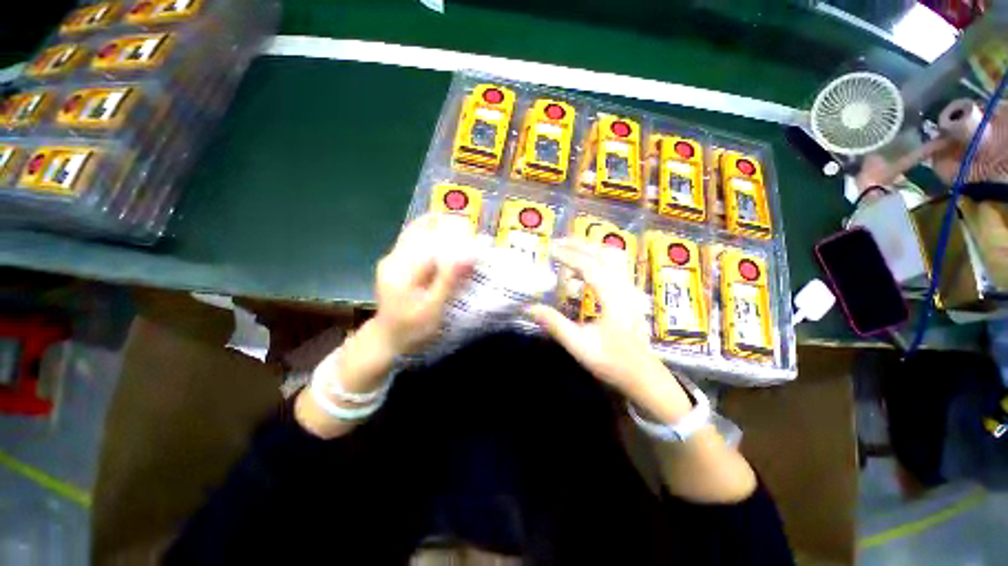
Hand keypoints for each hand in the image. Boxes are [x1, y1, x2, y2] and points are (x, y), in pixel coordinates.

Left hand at [296, 213, 476, 438]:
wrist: (380, 346)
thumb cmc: (408, 334)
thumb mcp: (432, 312)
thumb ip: (447, 280)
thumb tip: (466, 250)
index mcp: (401, 266)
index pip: (430, 230)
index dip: (457, 231)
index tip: (477, 243)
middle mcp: (394, 256)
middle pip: (426, 226)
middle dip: (454, 231)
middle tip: (474, 248)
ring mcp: (394, 259)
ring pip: (422, 233)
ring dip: (447, 237)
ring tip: (465, 253)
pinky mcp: (398, 265)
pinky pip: (420, 244)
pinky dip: (439, 245)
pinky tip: (450, 260)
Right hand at [528, 239, 691, 419]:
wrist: (642, 375)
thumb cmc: (611, 361)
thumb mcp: (579, 345)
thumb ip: (554, 324)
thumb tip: (529, 308)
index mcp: (613, 298)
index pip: (590, 267)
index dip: (569, 256)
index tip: (550, 251)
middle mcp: (624, 287)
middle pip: (603, 255)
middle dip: (579, 246)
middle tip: (557, 244)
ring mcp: (630, 289)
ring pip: (613, 257)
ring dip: (590, 248)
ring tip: (570, 248)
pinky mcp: (630, 293)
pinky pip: (616, 265)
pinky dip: (599, 258)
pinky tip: (586, 265)